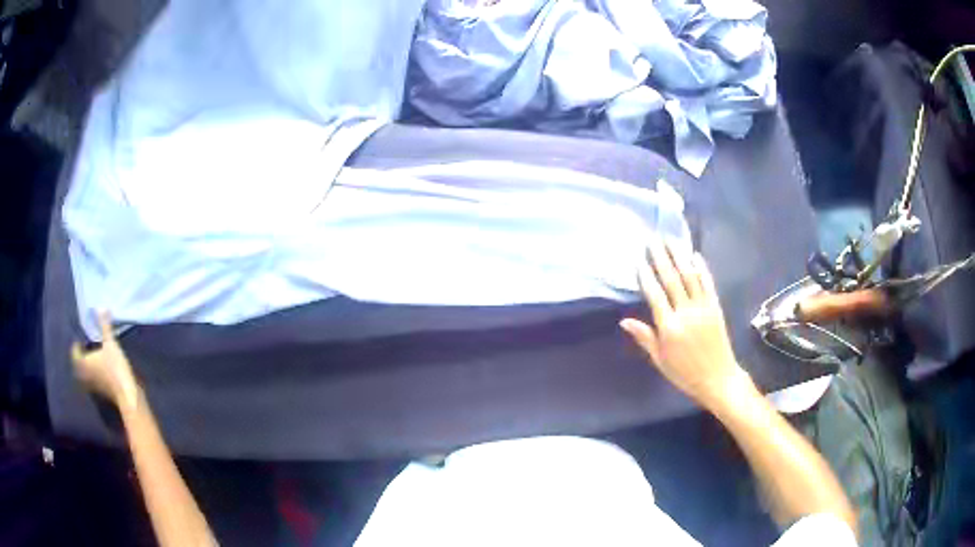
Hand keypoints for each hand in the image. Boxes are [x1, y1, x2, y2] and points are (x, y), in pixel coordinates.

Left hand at [71, 312, 139, 408]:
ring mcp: (92, 385)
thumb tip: (100, 307)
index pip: (74, 352)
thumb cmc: (115, 368)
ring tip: (94, 356)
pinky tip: (101, 368)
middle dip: (82, 355)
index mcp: (83, 362)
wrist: (127, 395)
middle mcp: (84, 374)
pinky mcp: (101, 391)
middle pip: (79, 364)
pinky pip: (93, 379)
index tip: (82, 338)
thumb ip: (105, 327)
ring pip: (86, 372)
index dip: (77, 344)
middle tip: (87, 345)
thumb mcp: (111, 344)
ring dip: (88, 365)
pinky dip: (94, 373)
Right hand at [620, 239, 752, 410]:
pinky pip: (708, 283)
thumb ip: (645, 337)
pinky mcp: (716, 307)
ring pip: (689, 276)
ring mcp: (703, 307)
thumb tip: (624, 321)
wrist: (718, 379)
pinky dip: (702, 268)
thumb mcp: (660, 360)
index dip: (646, 276)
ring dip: (679, 256)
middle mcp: (686, 312)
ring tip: (670, 239)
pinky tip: (695, 254)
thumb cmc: (685, 373)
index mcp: (669, 327)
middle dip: (661, 258)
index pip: (655, 295)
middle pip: (671, 279)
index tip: (638, 259)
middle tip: (653, 239)